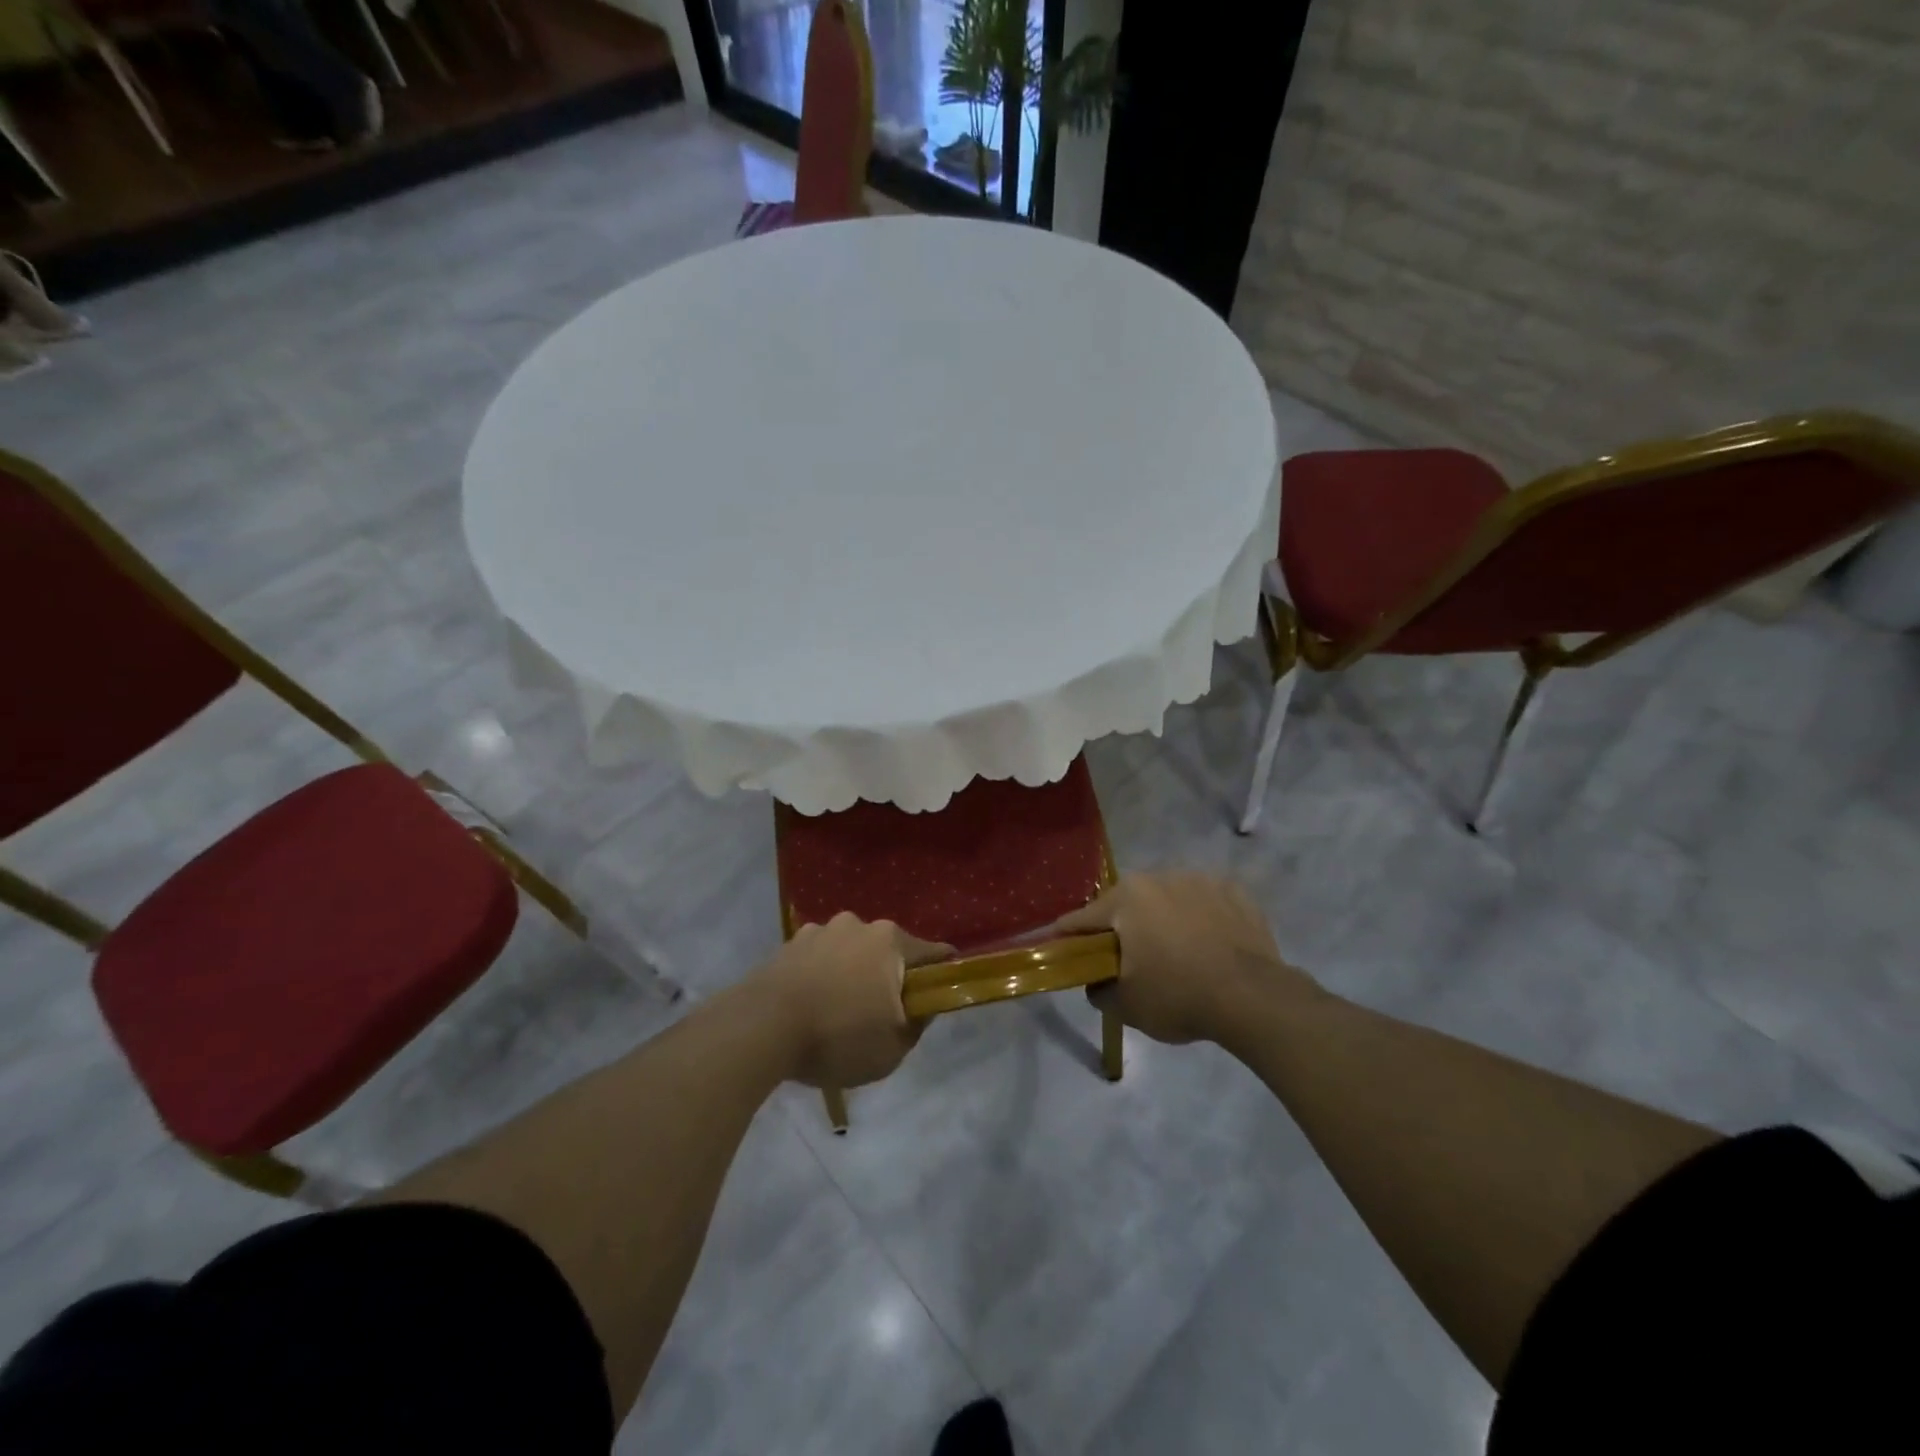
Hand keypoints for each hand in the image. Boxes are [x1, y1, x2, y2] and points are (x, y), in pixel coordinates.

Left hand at [760, 913, 952, 1088]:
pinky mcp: (790, 943)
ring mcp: (821, 930)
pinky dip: (821, 975)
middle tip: (881, 1013)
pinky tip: (810, 1005)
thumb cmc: (837, 1037)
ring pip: (851, 951)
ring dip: (852, 973)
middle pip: (888, 950)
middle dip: (889, 976)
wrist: (761, 1028)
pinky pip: (819, 958)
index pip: (934, 953)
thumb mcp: (893, 1048)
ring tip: (838, 1011)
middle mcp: (859, 925)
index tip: (938, 995)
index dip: (942, 974)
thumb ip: (917, 1024)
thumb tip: (922, 1006)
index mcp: (891, 942)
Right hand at [1053, 873, 1316, 1044]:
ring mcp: (1199, 880)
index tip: (1061, 951)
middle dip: (1123, 928)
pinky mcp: (1234, 891)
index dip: (1068, 937)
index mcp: (1126, 898)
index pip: (1082, 919)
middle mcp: (1158, 876)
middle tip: (1129, 960)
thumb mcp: (1125, 1006)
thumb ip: (1098, 989)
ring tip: (1177, 954)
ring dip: (1163, 919)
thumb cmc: (1178, 996)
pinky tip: (1209, 946)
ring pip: (1167, 899)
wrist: (1253, 997)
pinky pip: (1205, 903)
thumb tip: (1096, 981)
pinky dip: (1200, 919)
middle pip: (1127, 904)